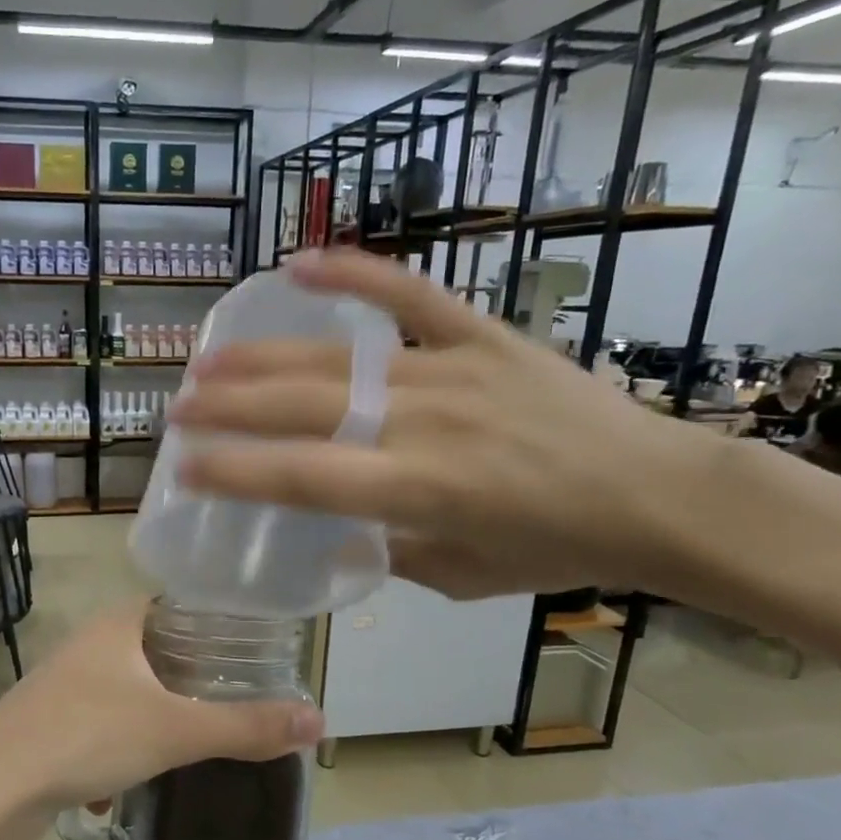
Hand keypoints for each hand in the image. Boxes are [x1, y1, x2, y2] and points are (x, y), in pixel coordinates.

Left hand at [0, 599, 323, 839]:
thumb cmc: (88, 736)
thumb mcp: (176, 732)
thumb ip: (246, 726)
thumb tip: (319, 720)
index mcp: (117, 623)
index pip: (177, 603)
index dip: (215, 621)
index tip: (252, 649)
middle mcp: (88, 641)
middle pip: (154, 646)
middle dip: (191, 674)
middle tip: (234, 697)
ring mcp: (63, 680)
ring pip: (127, 687)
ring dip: (157, 711)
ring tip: (194, 736)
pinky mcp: (47, 717)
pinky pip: (101, 719)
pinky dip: (123, 740)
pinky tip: (133, 776)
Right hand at [167, 248, 721, 599]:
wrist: (661, 494)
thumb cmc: (559, 550)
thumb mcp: (463, 578)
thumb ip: (390, 553)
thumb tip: (334, 532)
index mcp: (421, 490)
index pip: (305, 477)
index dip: (236, 472)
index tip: (183, 467)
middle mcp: (426, 422)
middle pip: (306, 407)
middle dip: (231, 408)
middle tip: (179, 408)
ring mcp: (453, 370)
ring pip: (339, 357)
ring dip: (266, 358)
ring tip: (210, 360)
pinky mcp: (484, 336)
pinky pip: (412, 296)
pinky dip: (355, 274)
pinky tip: (300, 261)